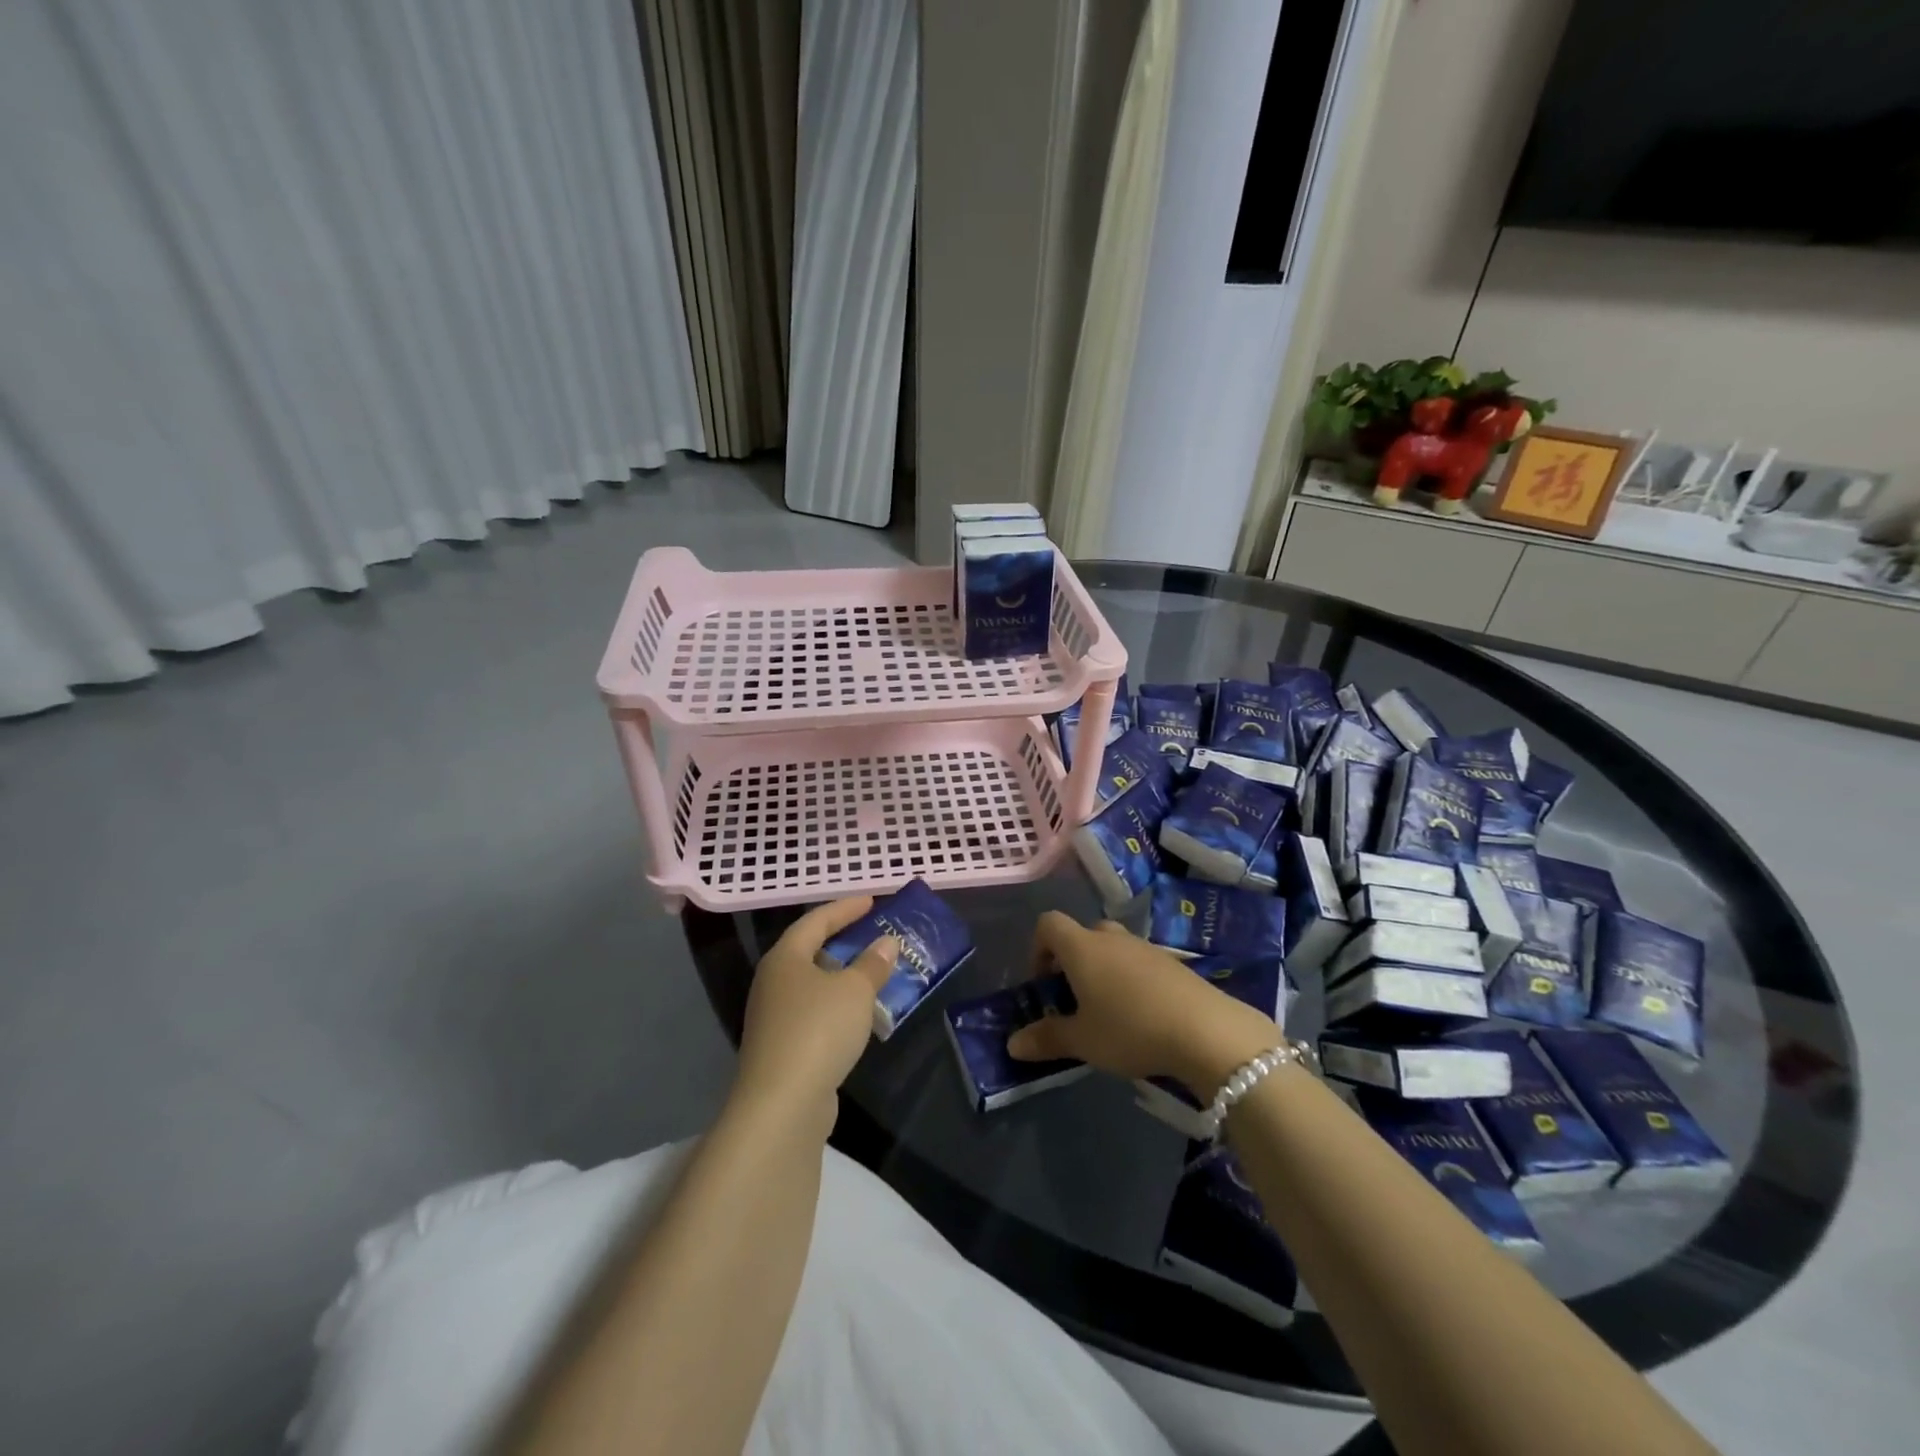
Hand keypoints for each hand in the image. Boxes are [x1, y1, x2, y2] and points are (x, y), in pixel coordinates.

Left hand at [733, 897, 897, 1128]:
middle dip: (843, 940)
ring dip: (843, 975)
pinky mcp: (783, 1047)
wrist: (782, 1104)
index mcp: (785, 958)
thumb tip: (886, 942)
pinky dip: (838, 1005)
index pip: (816, 920)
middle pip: (810, 950)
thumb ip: (872, 964)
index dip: (845, 908)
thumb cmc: (818, 1030)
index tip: (872, 900)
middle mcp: (774, 982)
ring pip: (813, 984)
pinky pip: (815, 1012)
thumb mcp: (855, 990)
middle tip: (873, 932)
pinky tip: (859, 1014)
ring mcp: (775, 1017)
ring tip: (874, 971)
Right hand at [1006, 912, 1281, 1098]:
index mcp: (1082, 947)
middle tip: (1074, 999)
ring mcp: (1146, 947)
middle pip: (1082, 934)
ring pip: (1114, 948)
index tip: (1042, 983)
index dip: (1038, 947)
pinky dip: (1132, 981)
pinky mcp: (1173, 963)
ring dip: (1104, 971)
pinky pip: (1140, 963)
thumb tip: (1012, 1043)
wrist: (1206, 1030)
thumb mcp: (1083, 1041)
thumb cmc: (1130, 1029)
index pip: (1048, 923)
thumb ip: (1047, 1038)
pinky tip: (1142, 1017)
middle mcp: (1111, 937)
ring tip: (1108, 1012)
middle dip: (1072, 961)